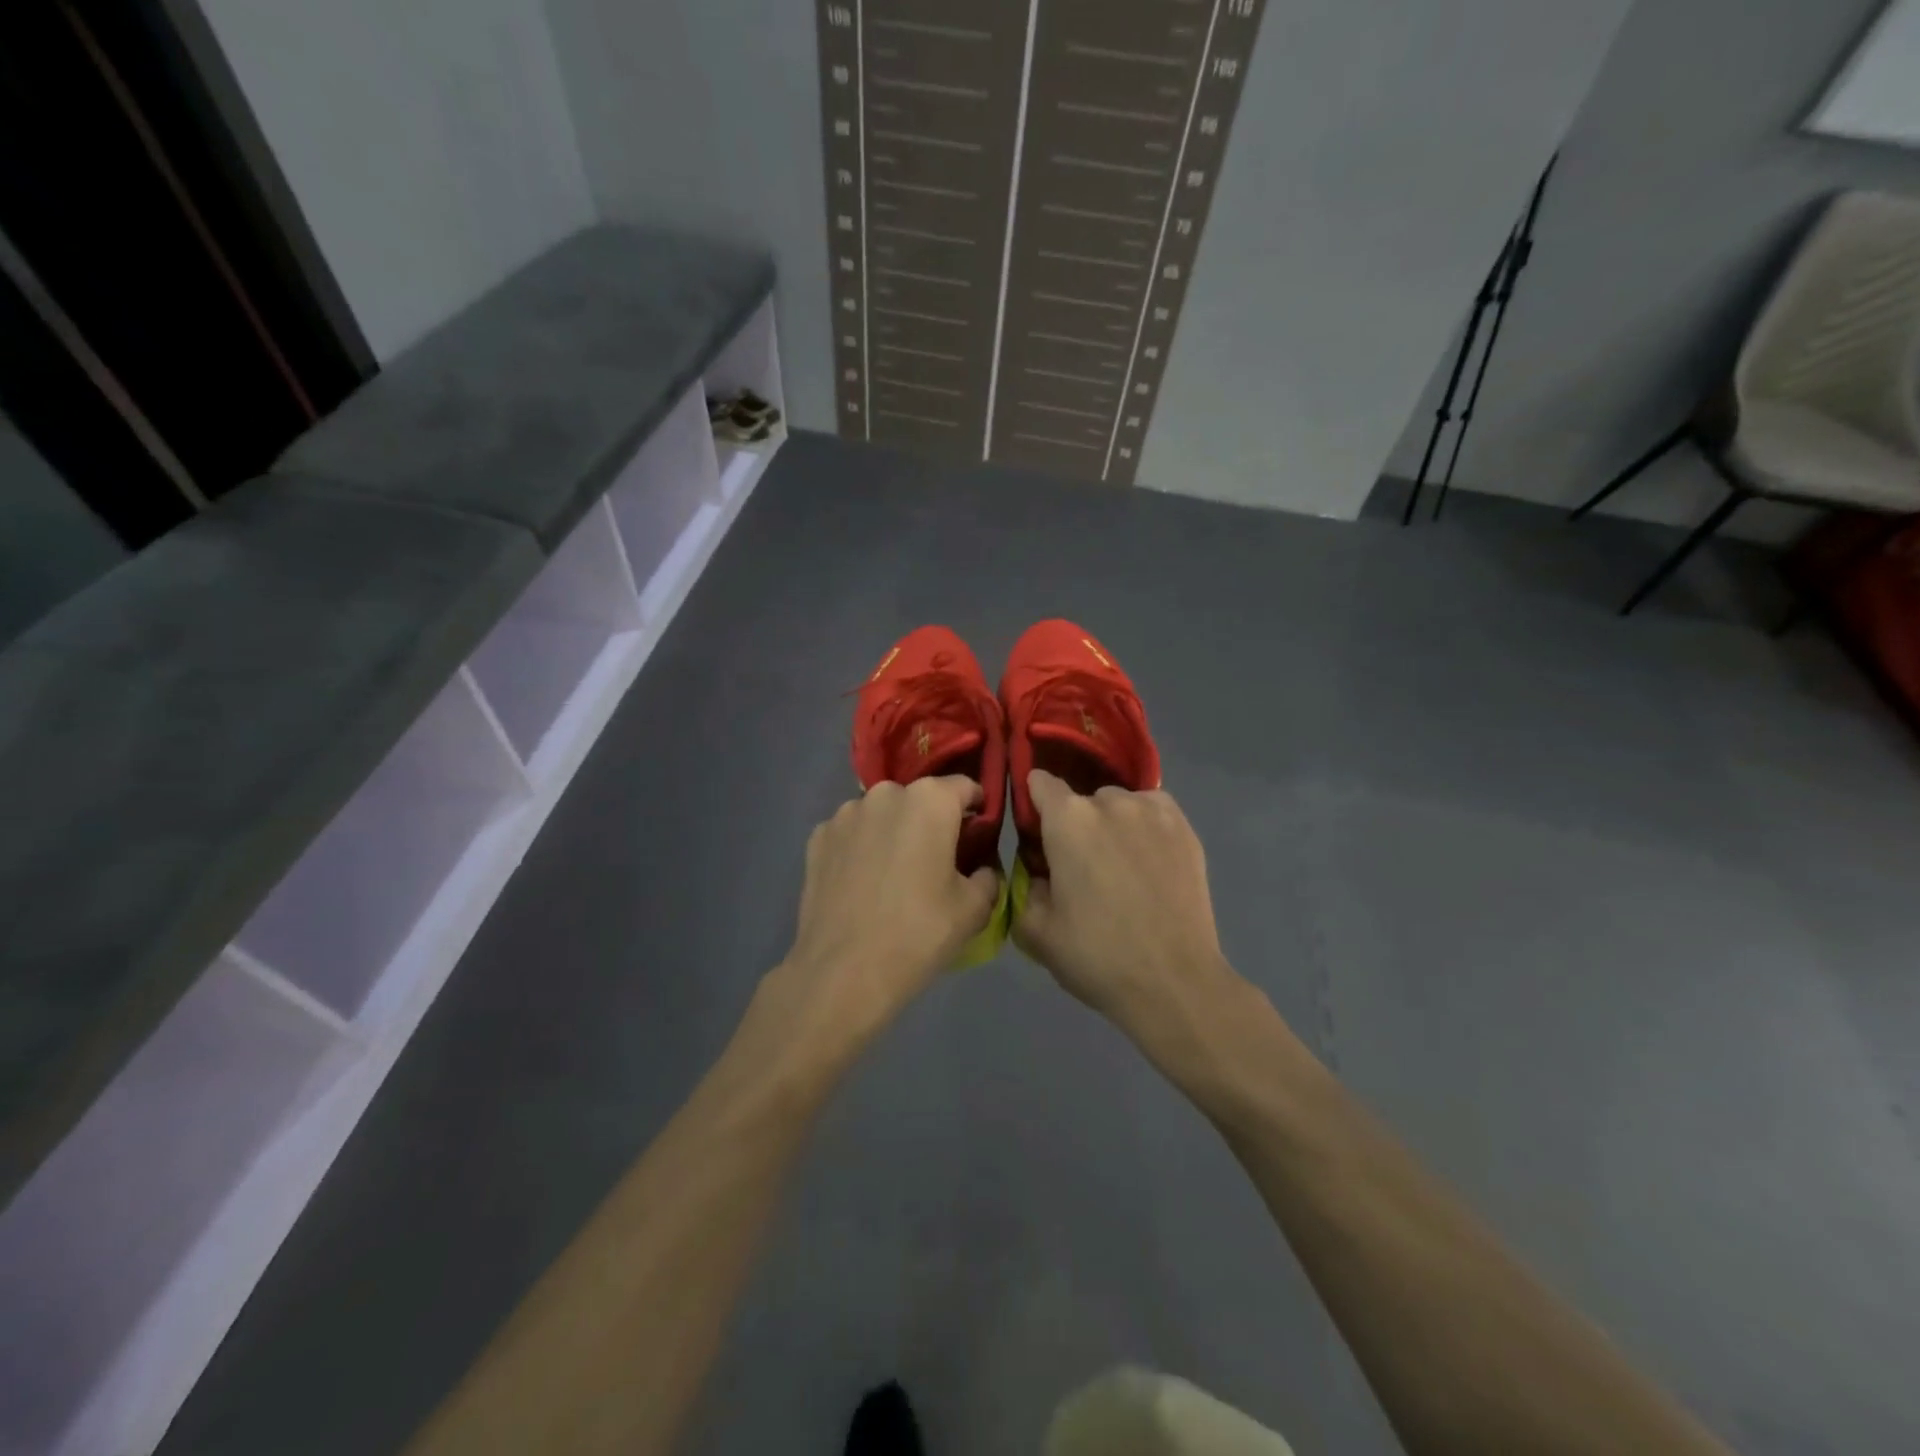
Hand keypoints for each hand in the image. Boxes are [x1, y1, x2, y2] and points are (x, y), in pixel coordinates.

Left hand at [776, 777, 1000, 1047]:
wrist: (843, 972)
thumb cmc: (919, 933)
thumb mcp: (975, 908)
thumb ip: (988, 875)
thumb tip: (980, 867)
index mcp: (930, 800)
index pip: (965, 787)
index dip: (977, 811)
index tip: (977, 839)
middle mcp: (885, 793)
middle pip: (920, 799)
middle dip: (932, 822)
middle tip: (936, 862)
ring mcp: (845, 813)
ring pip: (882, 814)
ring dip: (893, 833)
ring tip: (894, 876)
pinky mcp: (817, 838)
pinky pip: (852, 834)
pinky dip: (861, 848)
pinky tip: (862, 884)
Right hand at [1012, 770, 1236, 1035]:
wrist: (1173, 983)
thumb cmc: (1096, 955)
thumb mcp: (1035, 930)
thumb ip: (1025, 886)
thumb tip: (1040, 869)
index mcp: (1068, 820)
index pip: (1039, 783)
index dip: (1033, 804)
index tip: (1036, 835)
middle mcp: (1111, 802)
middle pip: (1082, 799)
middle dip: (1075, 825)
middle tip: (1081, 869)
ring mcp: (1153, 811)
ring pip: (1120, 804)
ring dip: (1112, 824)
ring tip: (1121, 867)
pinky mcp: (1185, 828)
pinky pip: (1153, 811)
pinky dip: (1145, 826)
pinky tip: (1148, 860)